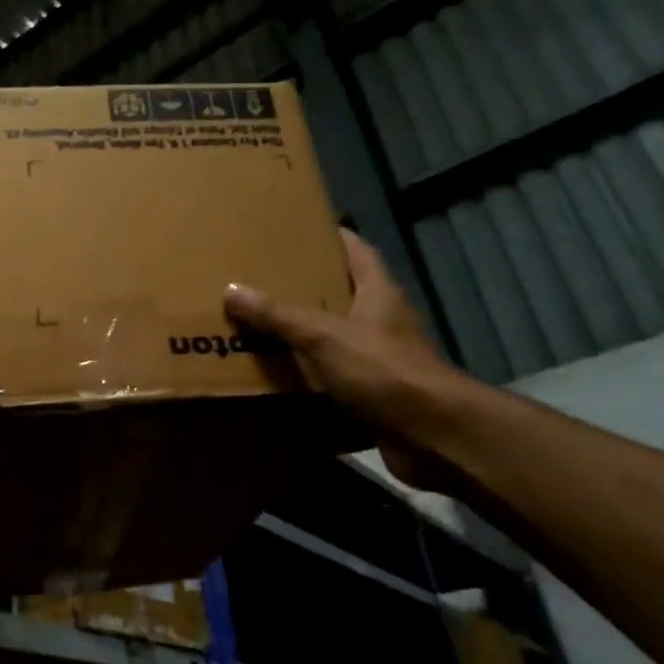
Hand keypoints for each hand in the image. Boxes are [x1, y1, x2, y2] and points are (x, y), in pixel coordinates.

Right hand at [225, 229, 464, 486]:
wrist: (431, 434)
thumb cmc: (383, 370)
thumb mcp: (324, 336)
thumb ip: (278, 315)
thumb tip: (232, 290)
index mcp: (378, 294)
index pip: (358, 251)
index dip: (334, 237)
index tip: (302, 229)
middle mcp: (382, 322)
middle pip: (344, 294)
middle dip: (308, 289)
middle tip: (265, 281)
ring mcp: (381, 360)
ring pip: (337, 339)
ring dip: (306, 336)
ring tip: (262, 328)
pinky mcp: (375, 394)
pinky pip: (335, 379)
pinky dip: (310, 378)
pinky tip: (280, 379)